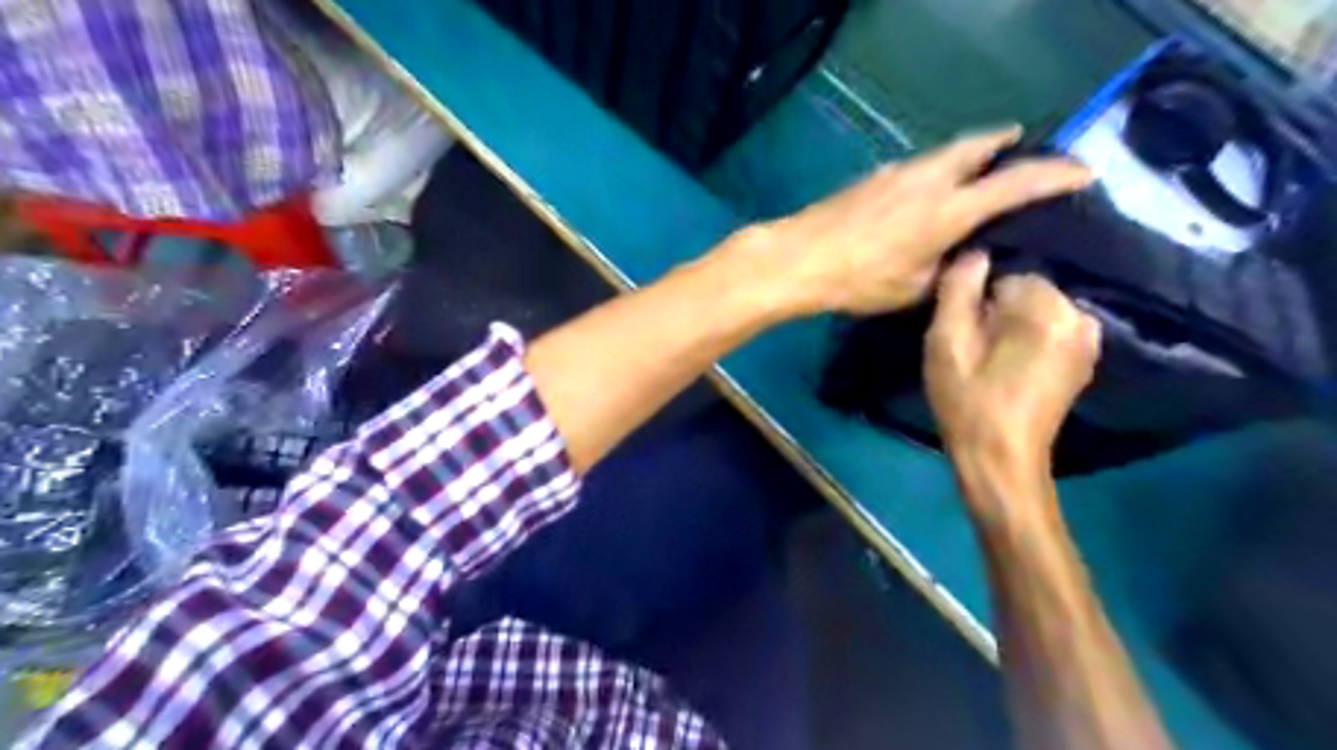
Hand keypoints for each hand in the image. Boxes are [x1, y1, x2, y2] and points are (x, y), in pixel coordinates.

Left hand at [726, 125, 1090, 317]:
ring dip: (970, 155)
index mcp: (950, 209)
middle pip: (979, 145)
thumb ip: (948, 269)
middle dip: (1008, 144)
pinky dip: (938, 170)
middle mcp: (930, 179)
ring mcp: (899, 173)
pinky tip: (929, 192)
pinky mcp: (874, 178)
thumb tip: (966, 256)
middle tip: (1024, 152)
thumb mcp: (914, 289)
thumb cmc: (859, 280)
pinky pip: (919, 166)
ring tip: (980, 170)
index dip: (1056, 176)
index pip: (1017, 183)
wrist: (800, 258)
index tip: (1084, 173)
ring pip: (947, 153)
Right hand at [927, 248, 1101, 502]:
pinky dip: (1029, 338)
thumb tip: (974, 252)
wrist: (1000, 459)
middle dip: (996, 311)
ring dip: (1011, 325)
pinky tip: (1009, 366)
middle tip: (972, 348)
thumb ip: (957, 290)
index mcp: (1048, 307)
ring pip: (1037, 310)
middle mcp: (1080, 315)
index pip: (1005, 273)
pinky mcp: (1085, 360)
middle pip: (1025, 290)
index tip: (962, 332)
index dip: (976, 301)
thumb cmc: (968, 400)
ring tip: (989, 358)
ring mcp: (1089, 339)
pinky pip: (1051, 329)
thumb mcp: (946, 342)